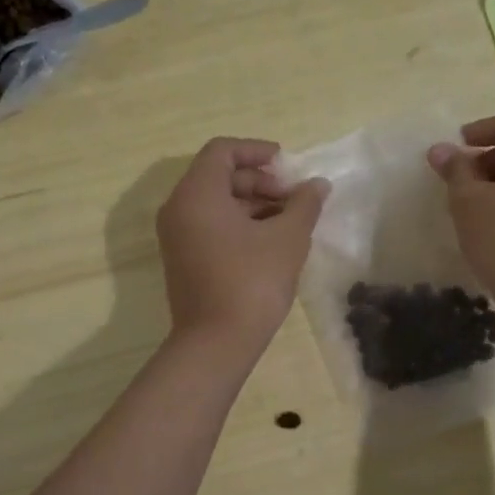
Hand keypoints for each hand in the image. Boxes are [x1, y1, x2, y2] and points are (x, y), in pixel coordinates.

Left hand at [156, 137, 327, 347]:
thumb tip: (318, 184)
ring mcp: (176, 236)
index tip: (287, 166)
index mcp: (197, 194)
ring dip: (253, 203)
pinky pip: (209, 225)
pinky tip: (271, 241)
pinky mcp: (182, 259)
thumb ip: (304, 204)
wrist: (216, 344)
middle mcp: (178, 208)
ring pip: (215, 202)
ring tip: (289, 220)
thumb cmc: (252, 281)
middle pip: (218, 175)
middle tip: (293, 198)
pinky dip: (238, 223)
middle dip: (259, 180)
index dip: (256, 150)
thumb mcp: (288, 238)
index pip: (222, 151)